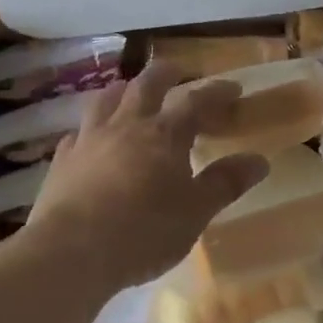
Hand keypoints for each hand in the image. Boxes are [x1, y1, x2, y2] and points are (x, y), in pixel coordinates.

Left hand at [25, 62, 269, 294]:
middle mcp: (126, 125)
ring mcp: (90, 139)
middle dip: (165, 73)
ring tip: (130, 91)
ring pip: (106, 99)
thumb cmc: (144, 232)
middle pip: (146, 84)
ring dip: (123, 90)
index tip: (233, 89)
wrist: (72, 250)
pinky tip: (89, 138)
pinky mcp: (62, 159)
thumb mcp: (195, 212)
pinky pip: (77, 133)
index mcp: (164, 135)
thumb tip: (259, 160)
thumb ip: (225, 183)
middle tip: (178, 71)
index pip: (196, 101)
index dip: (216, 92)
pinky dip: (89, 129)